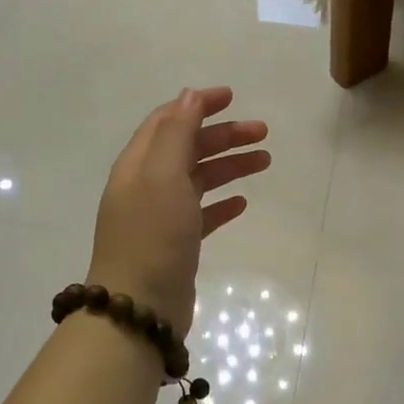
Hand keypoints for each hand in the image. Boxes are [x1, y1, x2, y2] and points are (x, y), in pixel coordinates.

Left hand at [87, 87, 269, 337]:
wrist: (140, 308)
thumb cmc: (152, 235)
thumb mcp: (162, 175)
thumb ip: (176, 133)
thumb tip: (189, 96)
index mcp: (139, 164)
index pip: (169, 121)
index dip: (198, 105)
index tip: (232, 97)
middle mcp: (147, 185)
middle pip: (188, 148)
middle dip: (224, 135)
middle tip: (262, 132)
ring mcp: (161, 216)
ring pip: (200, 179)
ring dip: (230, 165)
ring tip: (264, 161)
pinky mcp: (177, 243)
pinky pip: (203, 213)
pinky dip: (222, 203)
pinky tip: (243, 203)